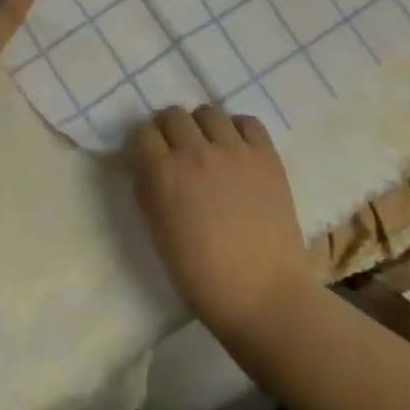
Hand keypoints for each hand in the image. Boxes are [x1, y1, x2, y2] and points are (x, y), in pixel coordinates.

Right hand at [130, 105, 314, 343]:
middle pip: (173, 114)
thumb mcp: (160, 236)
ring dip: (202, 126)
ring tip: (209, 148)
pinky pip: (247, 122)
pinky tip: (237, 149)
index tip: (149, 155)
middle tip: (177, 150)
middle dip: (169, 129)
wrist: (265, 297)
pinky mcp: (266, 155)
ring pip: (208, 112)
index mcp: (164, 175)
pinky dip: (237, 129)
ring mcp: (234, 150)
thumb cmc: (204, 279)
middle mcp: (196, 152)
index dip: (144, 144)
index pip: (143, 133)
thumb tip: (146, 167)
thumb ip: (149, 193)